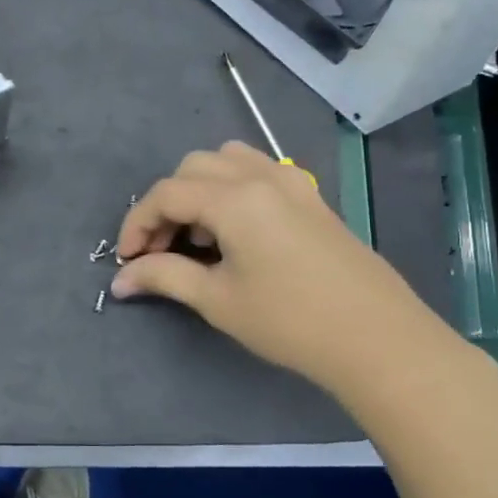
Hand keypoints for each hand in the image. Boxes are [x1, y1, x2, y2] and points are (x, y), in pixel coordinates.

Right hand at [111, 142, 467, 400]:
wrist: (376, 337)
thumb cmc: (289, 321)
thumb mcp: (217, 300)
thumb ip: (164, 277)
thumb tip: (121, 279)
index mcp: (234, 198)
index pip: (166, 194)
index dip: (137, 224)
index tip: (128, 260)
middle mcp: (260, 175)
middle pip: (192, 168)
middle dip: (166, 205)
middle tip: (162, 250)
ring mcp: (290, 181)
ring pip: (226, 160)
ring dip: (199, 189)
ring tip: (201, 237)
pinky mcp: (310, 195)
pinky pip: (257, 170)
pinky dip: (231, 187)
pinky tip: (237, 231)